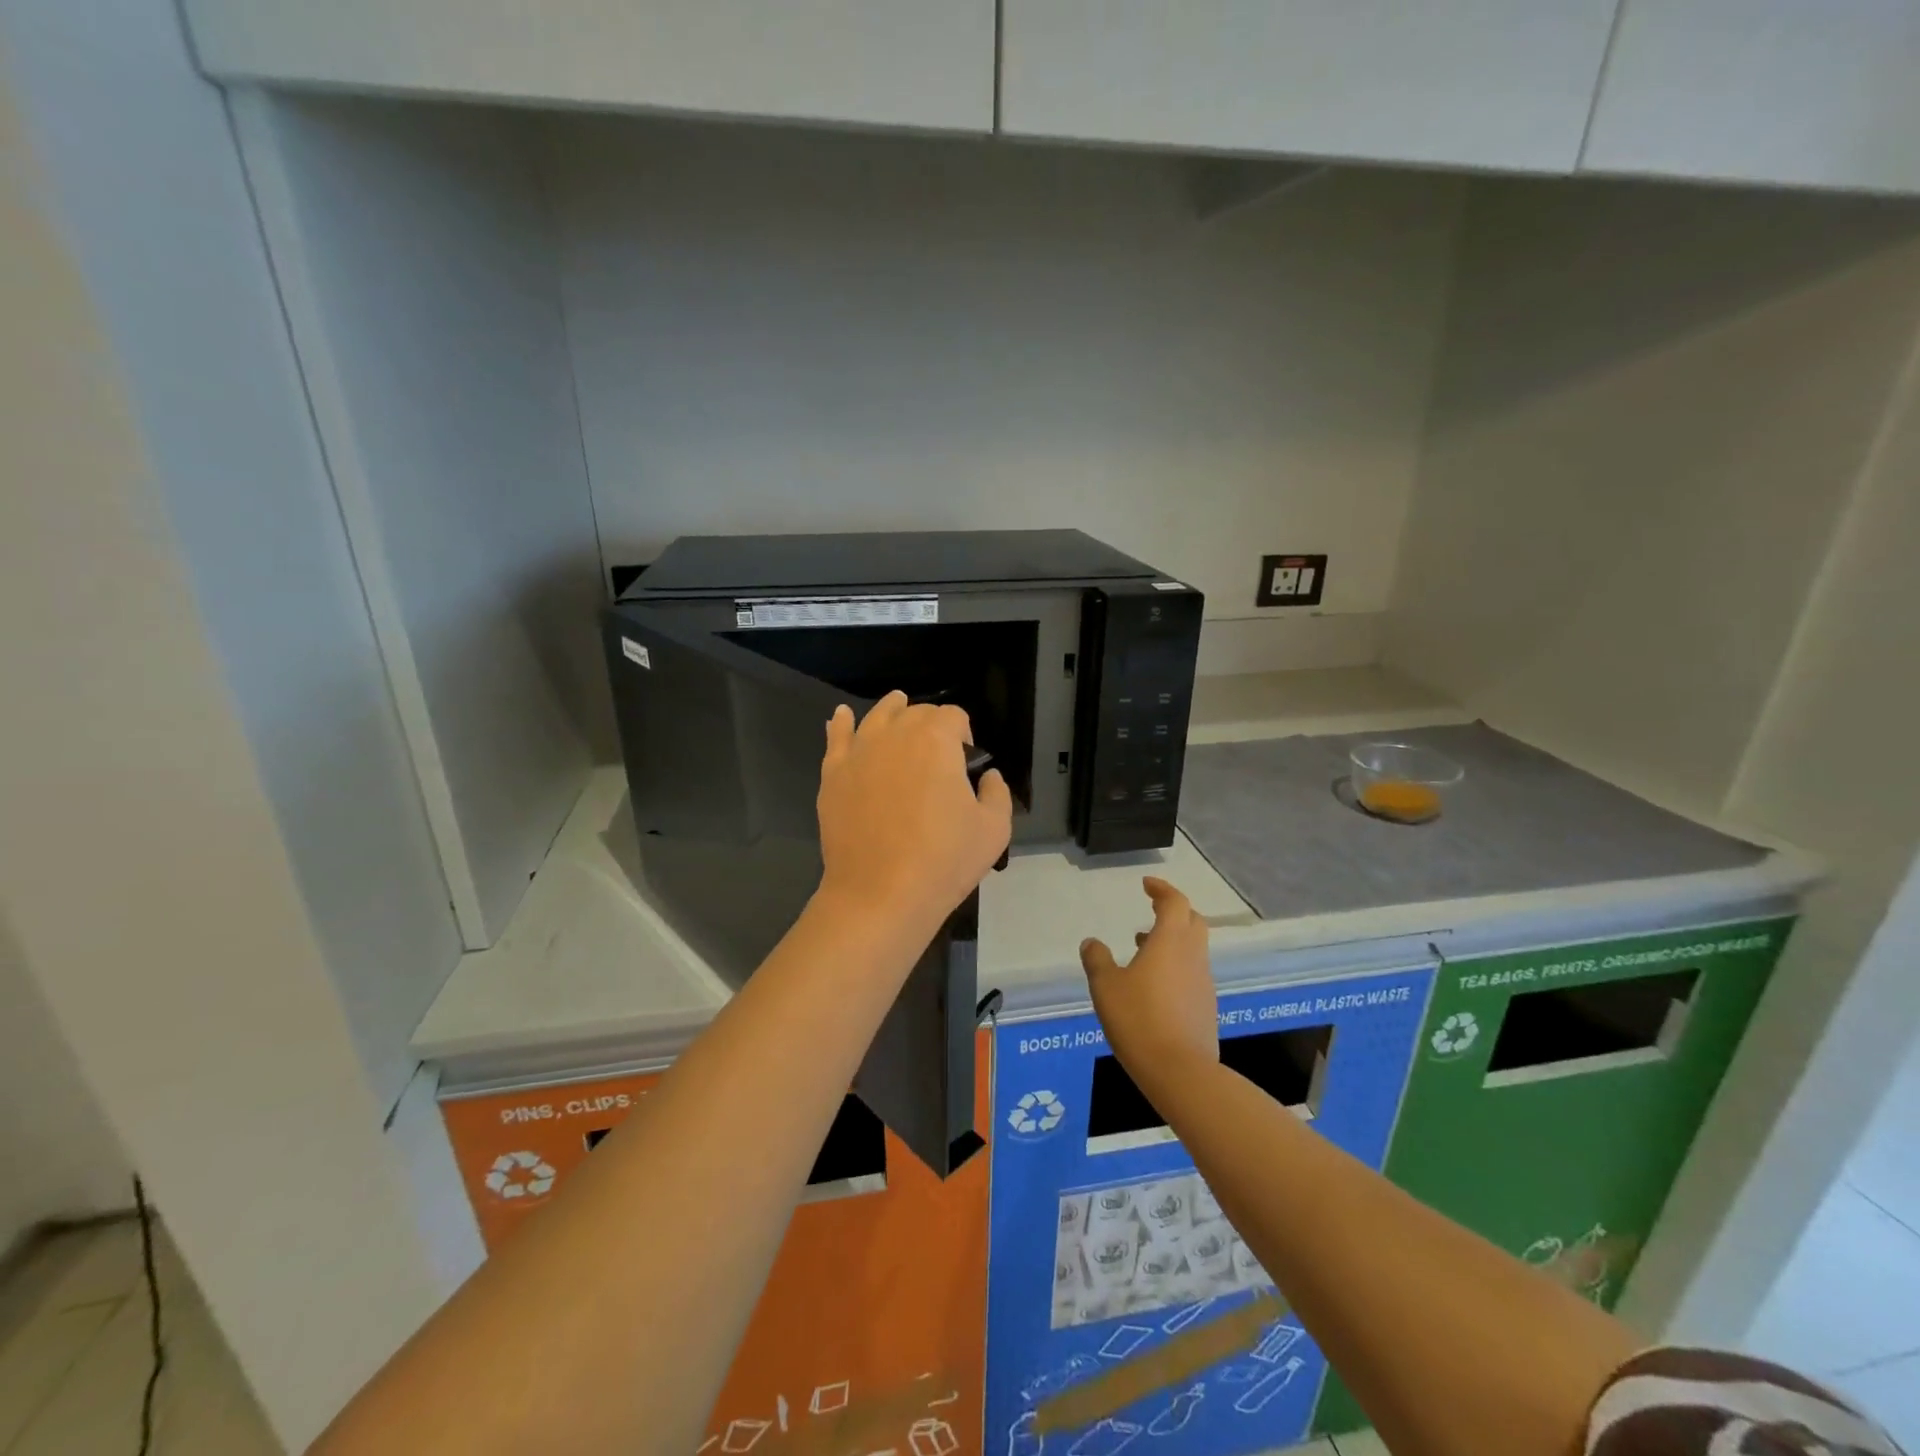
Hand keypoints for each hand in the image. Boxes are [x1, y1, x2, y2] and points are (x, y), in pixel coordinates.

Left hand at [815, 692, 1012, 937]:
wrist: (879, 894)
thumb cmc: (943, 861)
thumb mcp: (994, 829)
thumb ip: (997, 792)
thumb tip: (987, 776)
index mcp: (936, 740)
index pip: (955, 716)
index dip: (965, 733)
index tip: (967, 764)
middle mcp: (895, 734)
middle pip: (916, 712)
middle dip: (931, 724)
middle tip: (938, 756)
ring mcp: (859, 752)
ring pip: (877, 717)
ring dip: (892, 711)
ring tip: (898, 707)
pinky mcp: (833, 775)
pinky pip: (836, 738)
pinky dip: (842, 723)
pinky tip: (843, 717)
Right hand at [1080, 878, 1217, 1101]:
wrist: (1180, 1071)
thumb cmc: (1139, 1019)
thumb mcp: (1106, 986)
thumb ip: (1097, 960)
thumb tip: (1091, 942)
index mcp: (1170, 941)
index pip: (1174, 902)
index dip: (1162, 889)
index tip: (1147, 884)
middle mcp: (1192, 956)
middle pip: (1193, 921)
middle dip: (1174, 911)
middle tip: (1152, 910)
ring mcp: (1203, 983)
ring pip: (1193, 948)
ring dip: (1172, 940)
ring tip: (1142, 947)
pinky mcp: (1205, 1007)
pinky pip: (1192, 973)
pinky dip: (1175, 966)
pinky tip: (1153, 985)